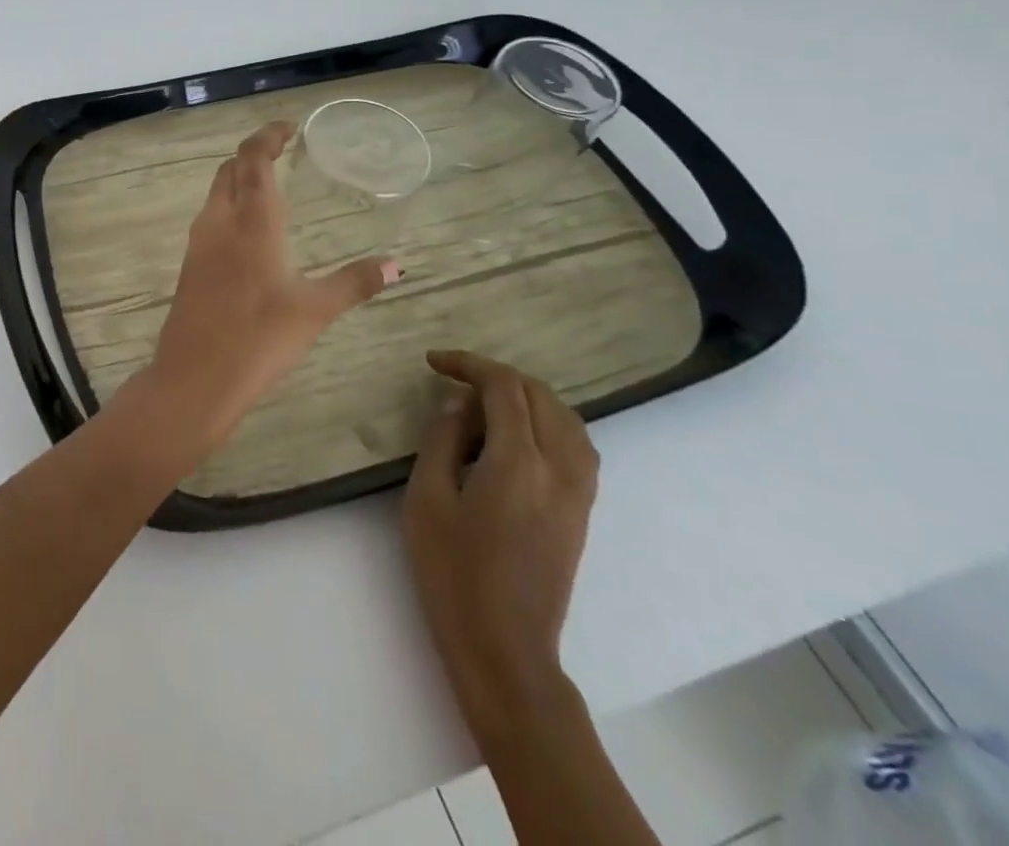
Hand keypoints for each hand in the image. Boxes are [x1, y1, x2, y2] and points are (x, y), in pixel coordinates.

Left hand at [140, 121, 395, 448]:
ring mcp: (199, 243)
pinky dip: (228, 205)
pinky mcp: (189, 265)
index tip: (288, 127)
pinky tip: (246, 230)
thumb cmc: (258, 339)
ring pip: (215, 192)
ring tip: (267, 185)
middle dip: (253, 153)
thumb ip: (354, 283)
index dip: (267, 136)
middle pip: (230, 169)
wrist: (193, 377)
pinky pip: (209, 217)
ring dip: (238, 178)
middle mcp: (220, 222)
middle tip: (282, 152)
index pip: (253, 159)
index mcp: (252, 222)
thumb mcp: (315, 311)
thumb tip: (396, 264)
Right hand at [401, 350, 599, 743]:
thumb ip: (442, 439)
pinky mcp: (582, 512)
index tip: (434, 362)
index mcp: (518, 463)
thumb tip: (458, 402)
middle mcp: (559, 469)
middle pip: (540, 395)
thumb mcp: (427, 497)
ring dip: (526, 397)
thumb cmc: (452, 571)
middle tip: (454, 381)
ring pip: (566, 418)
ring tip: (485, 403)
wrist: (503, 646)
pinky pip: (578, 446)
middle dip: (496, 376)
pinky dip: (550, 422)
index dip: (468, 364)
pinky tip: (520, 435)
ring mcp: (578, 493)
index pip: (503, 387)